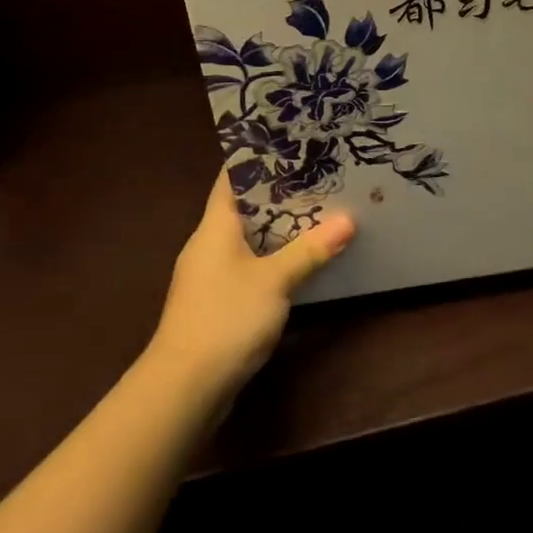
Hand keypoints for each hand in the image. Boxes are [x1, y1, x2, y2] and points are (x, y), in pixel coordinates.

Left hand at [146, 175, 354, 401]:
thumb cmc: (225, 319)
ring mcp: (211, 276)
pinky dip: (274, 257)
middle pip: (244, 208)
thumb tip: (348, 220)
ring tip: (319, 210)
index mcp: (214, 227)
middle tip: (319, 175)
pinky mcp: (218, 303)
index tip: (290, 143)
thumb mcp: (275, 281)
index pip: (231, 179)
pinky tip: (301, 259)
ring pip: (249, 239)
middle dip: (279, 193)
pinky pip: (250, 266)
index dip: (257, 158)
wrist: (184, 389)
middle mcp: (208, 245)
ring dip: (279, 228)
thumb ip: (310, 250)